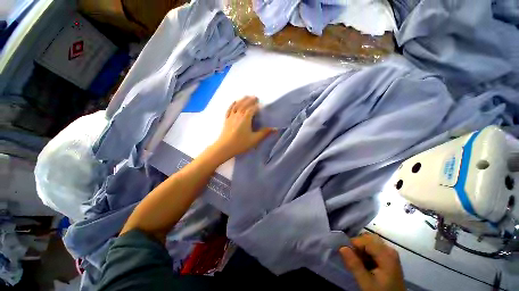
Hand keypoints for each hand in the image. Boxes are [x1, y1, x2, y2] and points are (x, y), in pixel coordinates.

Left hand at [213, 96, 274, 159]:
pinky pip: (229, 109)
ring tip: (246, 96)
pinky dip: (232, 104)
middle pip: (245, 104)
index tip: (262, 105)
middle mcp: (238, 114)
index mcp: (246, 118)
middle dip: (250, 100)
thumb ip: (264, 133)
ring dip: (242, 99)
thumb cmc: (240, 143)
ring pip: (237, 105)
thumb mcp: (254, 139)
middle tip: (256, 97)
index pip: (253, 109)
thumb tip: (275, 129)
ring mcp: (231, 116)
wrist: (224, 147)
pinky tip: (234, 101)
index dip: (258, 106)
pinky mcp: (226, 119)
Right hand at [340, 234, 404, 290]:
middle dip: (357, 246)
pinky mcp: (388, 256)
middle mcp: (389, 249)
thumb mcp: (366, 282)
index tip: (346, 255)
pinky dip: (366, 251)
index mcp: (386, 254)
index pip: (364, 240)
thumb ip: (354, 265)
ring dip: (361, 248)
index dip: (353, 244)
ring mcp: (389, 252)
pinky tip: (364, 263)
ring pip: (369, 241)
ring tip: (358, 261)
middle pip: (367, 238)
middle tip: (352, 259)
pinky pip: (373, 246)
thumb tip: (341, 247)